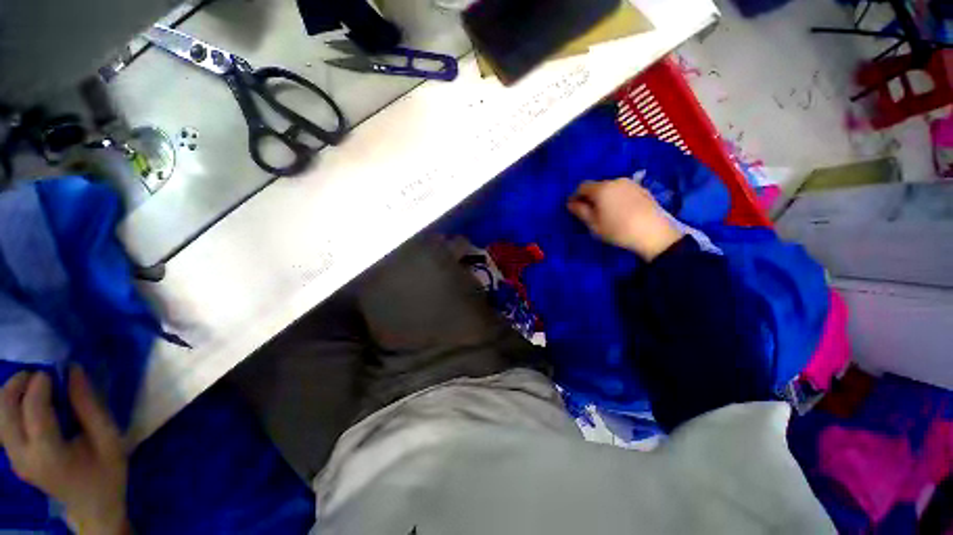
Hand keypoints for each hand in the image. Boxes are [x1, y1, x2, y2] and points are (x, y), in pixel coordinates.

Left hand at [0, 367, 130, 534]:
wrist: (94, 507)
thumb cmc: (107, 472)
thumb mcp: (108, 439)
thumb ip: (89, 405)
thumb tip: (73, 370)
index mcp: (49, 454)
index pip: (32, 410)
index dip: (41, 384)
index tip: (57, 369)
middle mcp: (23, 457)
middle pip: (5, 410)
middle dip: (17, 384)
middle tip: (40, 373)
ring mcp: (15, 460)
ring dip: (11, 393)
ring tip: (35, 385)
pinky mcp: (14, 458)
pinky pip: (3, 425)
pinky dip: (12, 406)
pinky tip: (30, 404)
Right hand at [568, 178, 682, 260]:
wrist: (653, 233)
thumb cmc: (617, 229)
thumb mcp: (593, 224)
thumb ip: (580, 211)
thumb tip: (570, 203)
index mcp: (601, 189)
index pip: (582, 186)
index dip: (575, 196)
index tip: (574, 208)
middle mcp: (615, 181)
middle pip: (597, 186)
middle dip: (591, 197)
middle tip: (590, 213)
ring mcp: (631, 184)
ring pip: (611, 188)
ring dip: (605, 197)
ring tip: (607, 212)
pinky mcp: (642, 189)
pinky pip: (623, 191)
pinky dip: (618, 198)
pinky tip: (622, 211)